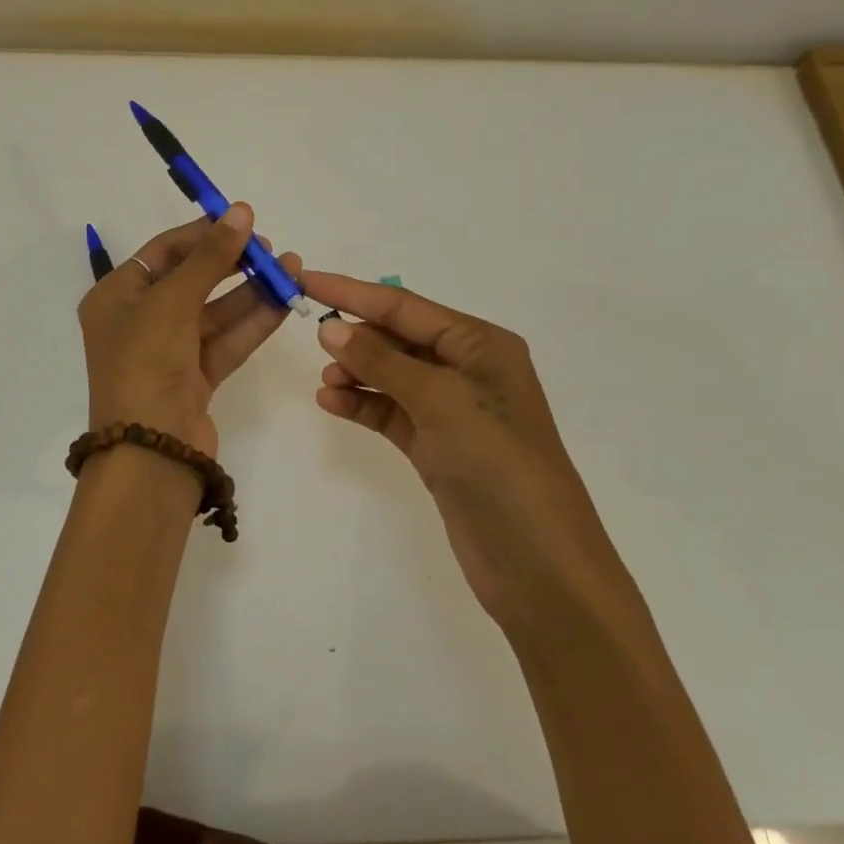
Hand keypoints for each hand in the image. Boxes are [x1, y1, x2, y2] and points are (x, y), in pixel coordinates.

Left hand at [79, 204, 301, 458]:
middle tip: (270, 249)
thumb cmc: (145, 364)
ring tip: (292, 269)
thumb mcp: (172, 302)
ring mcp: (168, 352)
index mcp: (116, 298)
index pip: (163, 252)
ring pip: (215, 312)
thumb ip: (210, 257)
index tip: (241, 220)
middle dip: (232, 263)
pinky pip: (226, 341)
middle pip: (191, 280)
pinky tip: (284, 301)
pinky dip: (254, 322)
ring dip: (252, 291)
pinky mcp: (195, 379)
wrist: (150, 453)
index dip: (202, 233)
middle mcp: (139, 321)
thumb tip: (240, 210)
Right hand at [302, 271, 619, 628]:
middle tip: (312, 335)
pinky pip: (391, 412)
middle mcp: (468, 370)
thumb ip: (383, 361)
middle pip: (399, 337)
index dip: (354, 292)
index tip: (306, 279)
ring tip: (326, 380)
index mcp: (481, 344)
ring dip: (357, 371)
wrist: (537, 564)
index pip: (406, 306)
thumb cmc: (497, 464)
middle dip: (357, 334)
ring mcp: (452, 411)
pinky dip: (363, 404)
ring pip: (392, 376)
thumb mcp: (441, 402)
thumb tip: (331, 328)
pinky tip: (332, 402)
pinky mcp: (438, 448)